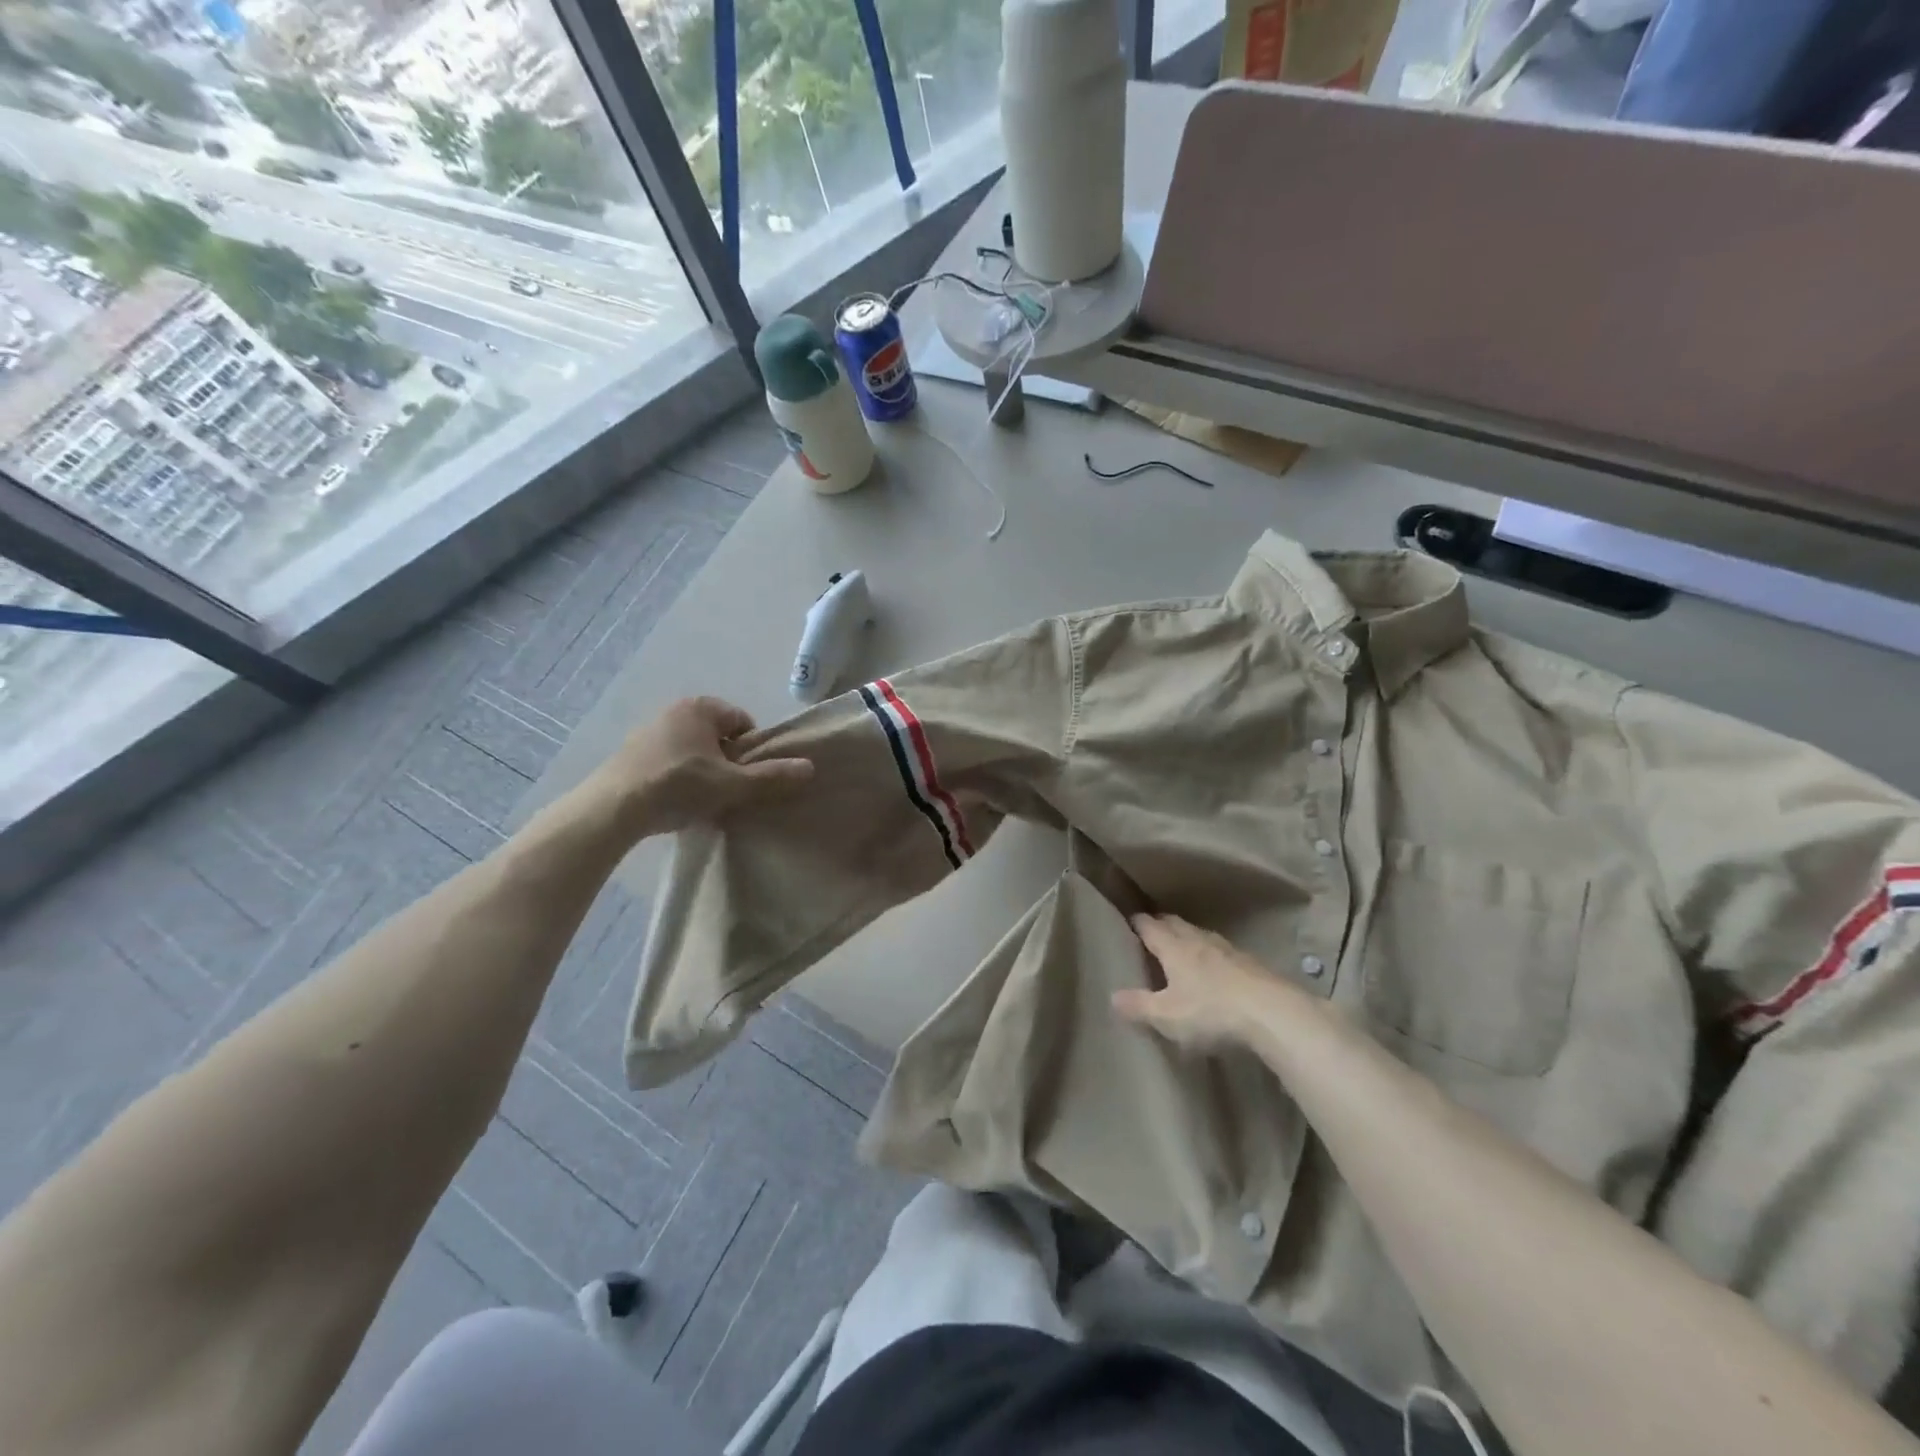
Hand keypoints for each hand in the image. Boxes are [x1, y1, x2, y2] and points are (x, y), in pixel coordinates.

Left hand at [588, 697, 812, 838]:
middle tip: (727, 790)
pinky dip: (677, 777)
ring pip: (693, 749)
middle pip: (718, 735)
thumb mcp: (732, 784)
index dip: (751, 750)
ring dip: (703, 770)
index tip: (746, 777)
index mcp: (701, 707)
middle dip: (727, 760)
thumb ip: (771, 776)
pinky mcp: (630, 753)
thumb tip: (809, 767)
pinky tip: (675, 801)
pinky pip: (668, 761)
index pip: (742, 722)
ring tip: (701, 800)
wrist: (613, 809)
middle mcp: (674, 710)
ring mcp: (648, 730)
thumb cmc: (679, 786)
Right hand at [1114, 914, 1276, 1054]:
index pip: (1150, 925)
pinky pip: (1223, 951)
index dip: (1137, 922)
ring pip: (1201, 935)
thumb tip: (1112, 996)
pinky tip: (1216, 969)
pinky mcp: (1252, 964)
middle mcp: (1199, 940)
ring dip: (1188, 937)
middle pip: (1175, 923)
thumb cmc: (1211, 1012)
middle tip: (1151, 931)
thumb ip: (1138, 1006)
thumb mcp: (1167, 1017)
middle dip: (1161, 924)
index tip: (1128, 921)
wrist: (1274, 1014)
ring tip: (1181, 947)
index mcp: (1174, 947)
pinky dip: (1212, 955)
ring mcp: (1228, 950)